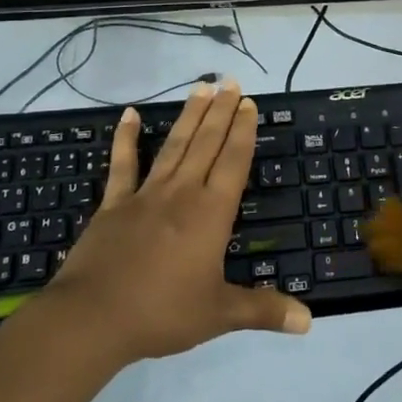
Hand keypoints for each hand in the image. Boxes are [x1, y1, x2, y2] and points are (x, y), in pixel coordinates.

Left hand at [45, 82, 309, 364]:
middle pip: (206, 143)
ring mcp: (145, 195)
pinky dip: (126, 138)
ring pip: (174, 146)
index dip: (243, 132)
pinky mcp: (114, 204)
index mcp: (210, 213)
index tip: (248, 104)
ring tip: (201, 87)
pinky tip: (130, 115)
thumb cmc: (162, 313)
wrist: (92, 318)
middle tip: (230, 81)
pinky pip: (123, 165)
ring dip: (189, 116)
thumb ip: (263, 311)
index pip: (233, 162)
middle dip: (221, 112)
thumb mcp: (219, 314)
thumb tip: (309, 321)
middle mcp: (182, 193)